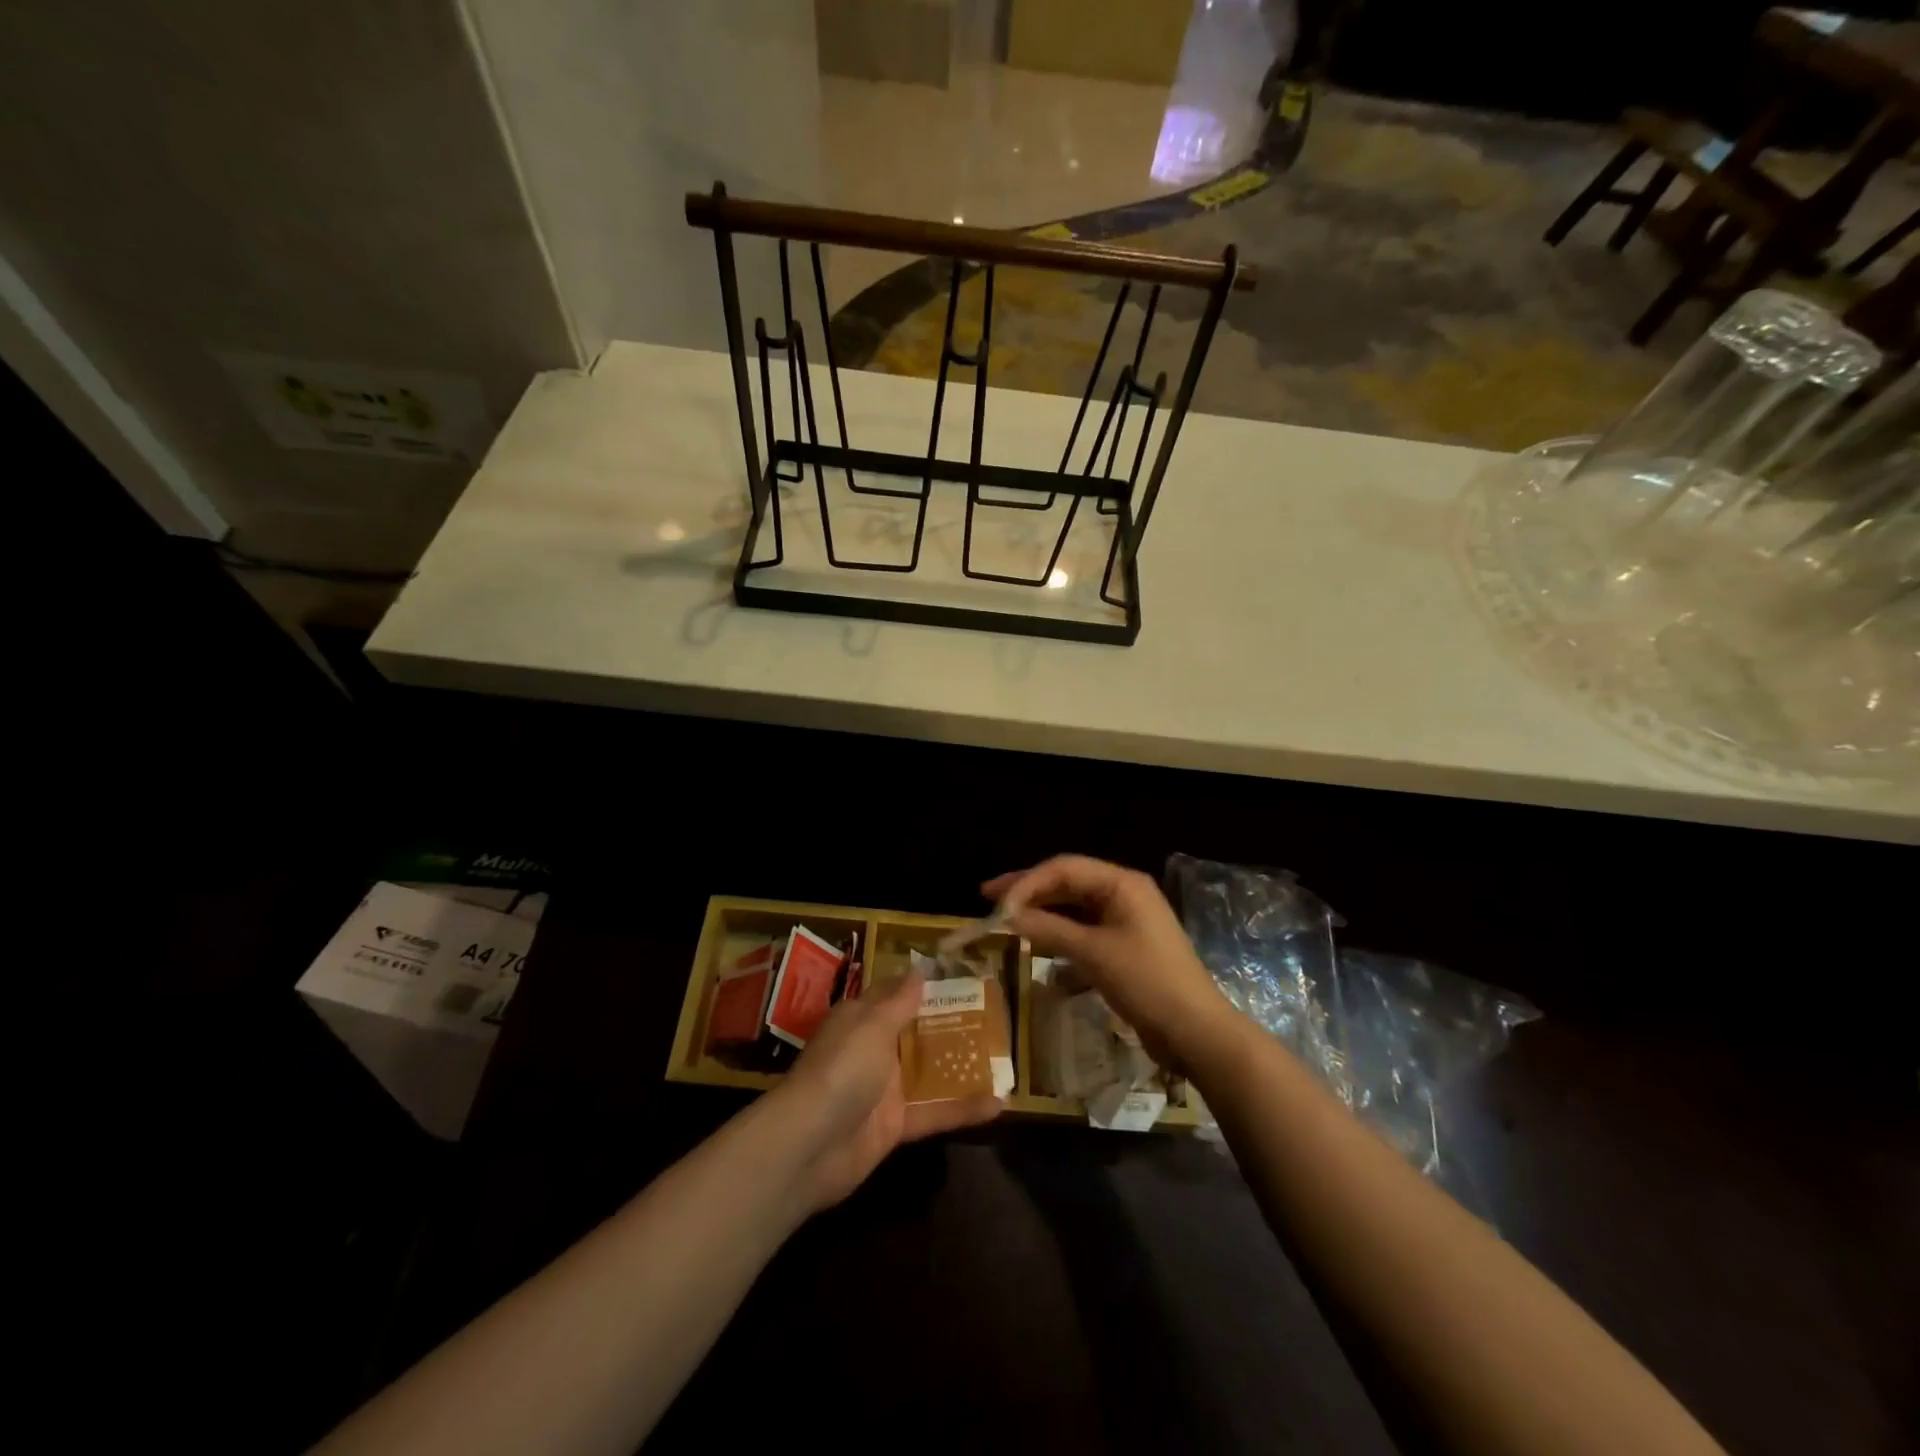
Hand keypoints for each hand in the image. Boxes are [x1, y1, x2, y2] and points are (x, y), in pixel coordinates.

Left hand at [772, 970, 1000, 1210]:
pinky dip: (963, 1109)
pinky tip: (999, 1105)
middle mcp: (873, 1049)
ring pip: (928, 1072)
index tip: (961, 976)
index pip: (894, 994)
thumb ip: (899, 1001)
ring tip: (1004, 1057)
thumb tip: (919, 969)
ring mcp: (884, 1089)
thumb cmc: (842, 1069)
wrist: (810, 1145)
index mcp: (861, 1019)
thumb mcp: (872, 1025)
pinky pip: (934, 1112)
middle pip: (915, 1032)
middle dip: (950, 1024)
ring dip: (961, 1066)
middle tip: (994, 1014)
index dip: (923, 985)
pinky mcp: (895, 1126)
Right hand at [984, 855, 1230, 1067]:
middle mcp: (1123, 893)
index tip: (995, 904)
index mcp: (1122, 883)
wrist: (1196, 1032)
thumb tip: (1008, 916)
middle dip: (1029, 891)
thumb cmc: (1147, 982)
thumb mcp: (1094, 954)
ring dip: (1042, 914)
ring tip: (1006, 921)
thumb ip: (1049, 930)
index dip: (1026, 882)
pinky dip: (1059, 937)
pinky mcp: (1123, 946)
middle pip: (1067, 883)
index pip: (1064, 868)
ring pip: (1073, 908)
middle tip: (989, 900)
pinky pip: (1083, 931)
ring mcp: (1125, 920)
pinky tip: (1036, 949)